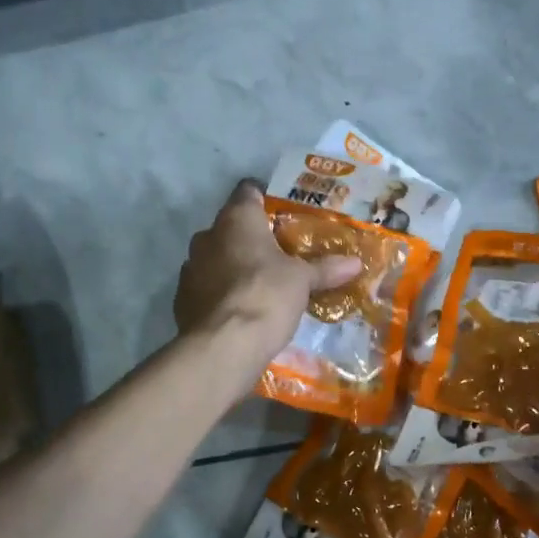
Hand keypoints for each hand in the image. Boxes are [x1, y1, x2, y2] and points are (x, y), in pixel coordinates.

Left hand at [174, 180, 364, 367]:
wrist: (222, 346)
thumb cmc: (266, 295)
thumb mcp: (302, 281)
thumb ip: (325, 269)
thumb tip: (356, 263)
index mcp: (237, 219)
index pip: (248, 191)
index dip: (265, 198)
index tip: (283, 213)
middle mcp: (207, 235)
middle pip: (231, 227)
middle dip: (252, 238)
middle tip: (280, 253)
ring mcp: (190, 267)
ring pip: (215, 257)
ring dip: (234, 266)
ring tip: (261, 283)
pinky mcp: (182, 298)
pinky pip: (206, 286)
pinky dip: (222, 292)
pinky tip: (241, 309)